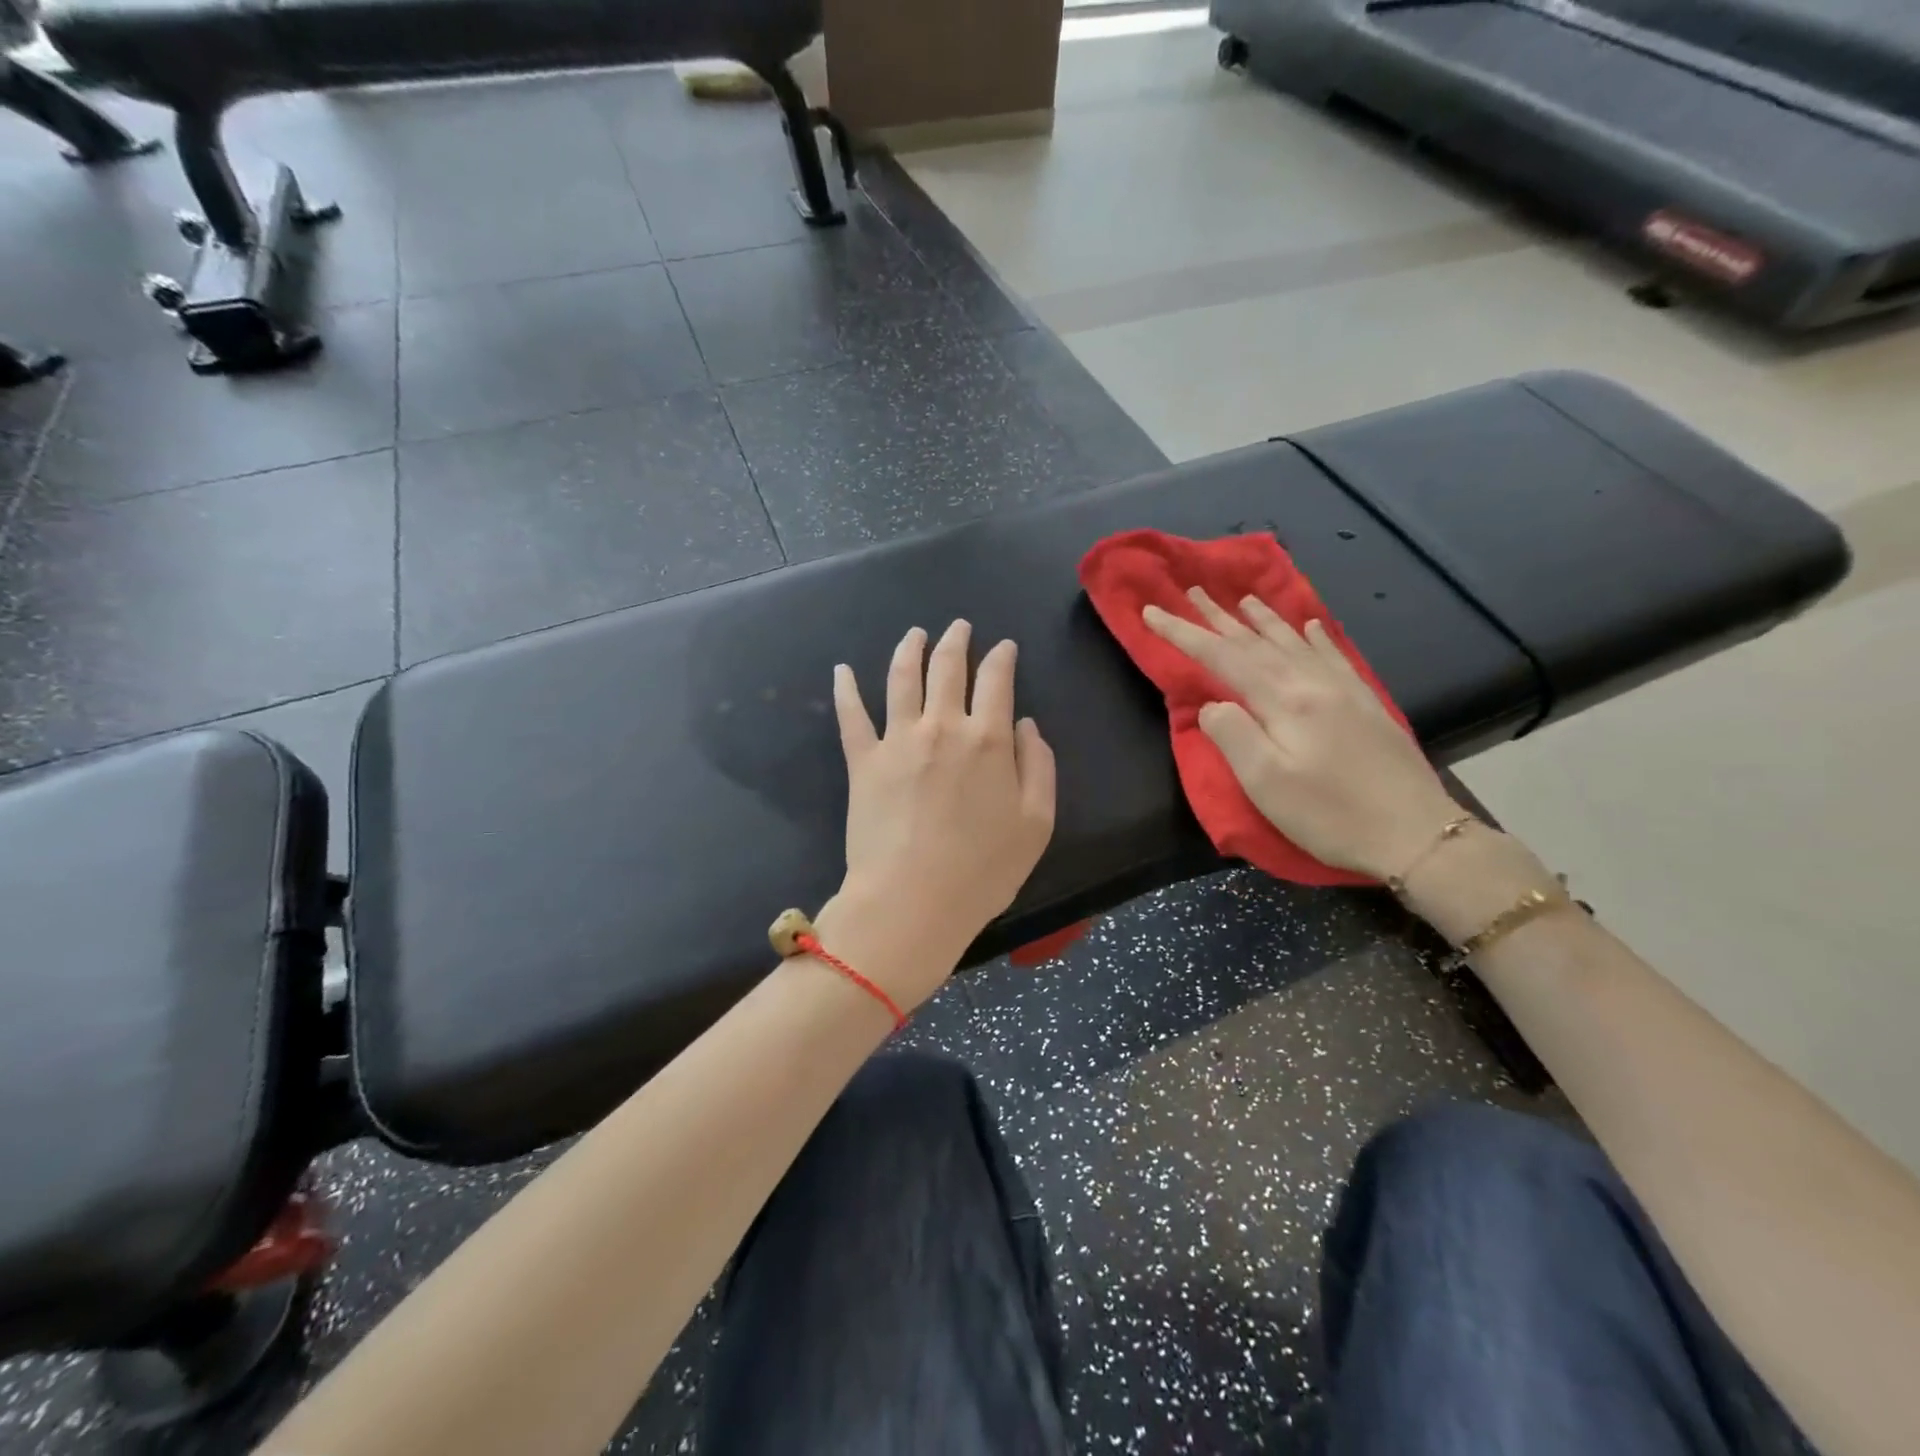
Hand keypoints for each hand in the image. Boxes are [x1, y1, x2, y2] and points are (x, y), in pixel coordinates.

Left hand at [817, 621, 1055, 1010]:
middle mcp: (942, 726)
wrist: (913, 901)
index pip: (997, 680)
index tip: (1004, 647)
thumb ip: (1039, 767)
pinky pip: (851, 715)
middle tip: (959, 626)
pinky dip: (845, 689)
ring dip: (909, 649)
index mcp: (988, 739)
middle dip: (956, 640)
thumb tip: (1025, 725)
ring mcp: (898, 740)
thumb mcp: (1037, 824)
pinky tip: (842, 670)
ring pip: (902, 678)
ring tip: (915, 633)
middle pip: (948, 667)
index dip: (1002, 657)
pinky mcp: (863, 761)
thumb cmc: (983, 870)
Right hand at [1144, 588, 1463, 881]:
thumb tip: (1213, 705)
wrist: (1415, 833)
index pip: (1222, 657)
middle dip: (1219, 616)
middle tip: (1192, 590)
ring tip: (1243, 599)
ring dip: (1263, 619)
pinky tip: (1309, 625)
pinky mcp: (1364, 703)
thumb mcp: (1267, 784)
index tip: (1152, 613)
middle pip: (1256, 641)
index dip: (1184, 634)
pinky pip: (1332, 656)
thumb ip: (1233, 736)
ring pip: (1293, 642)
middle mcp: (1312, 683)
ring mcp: (1343, 690)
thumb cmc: (1330, 815)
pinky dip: (1314, 636)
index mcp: (1284, 701)